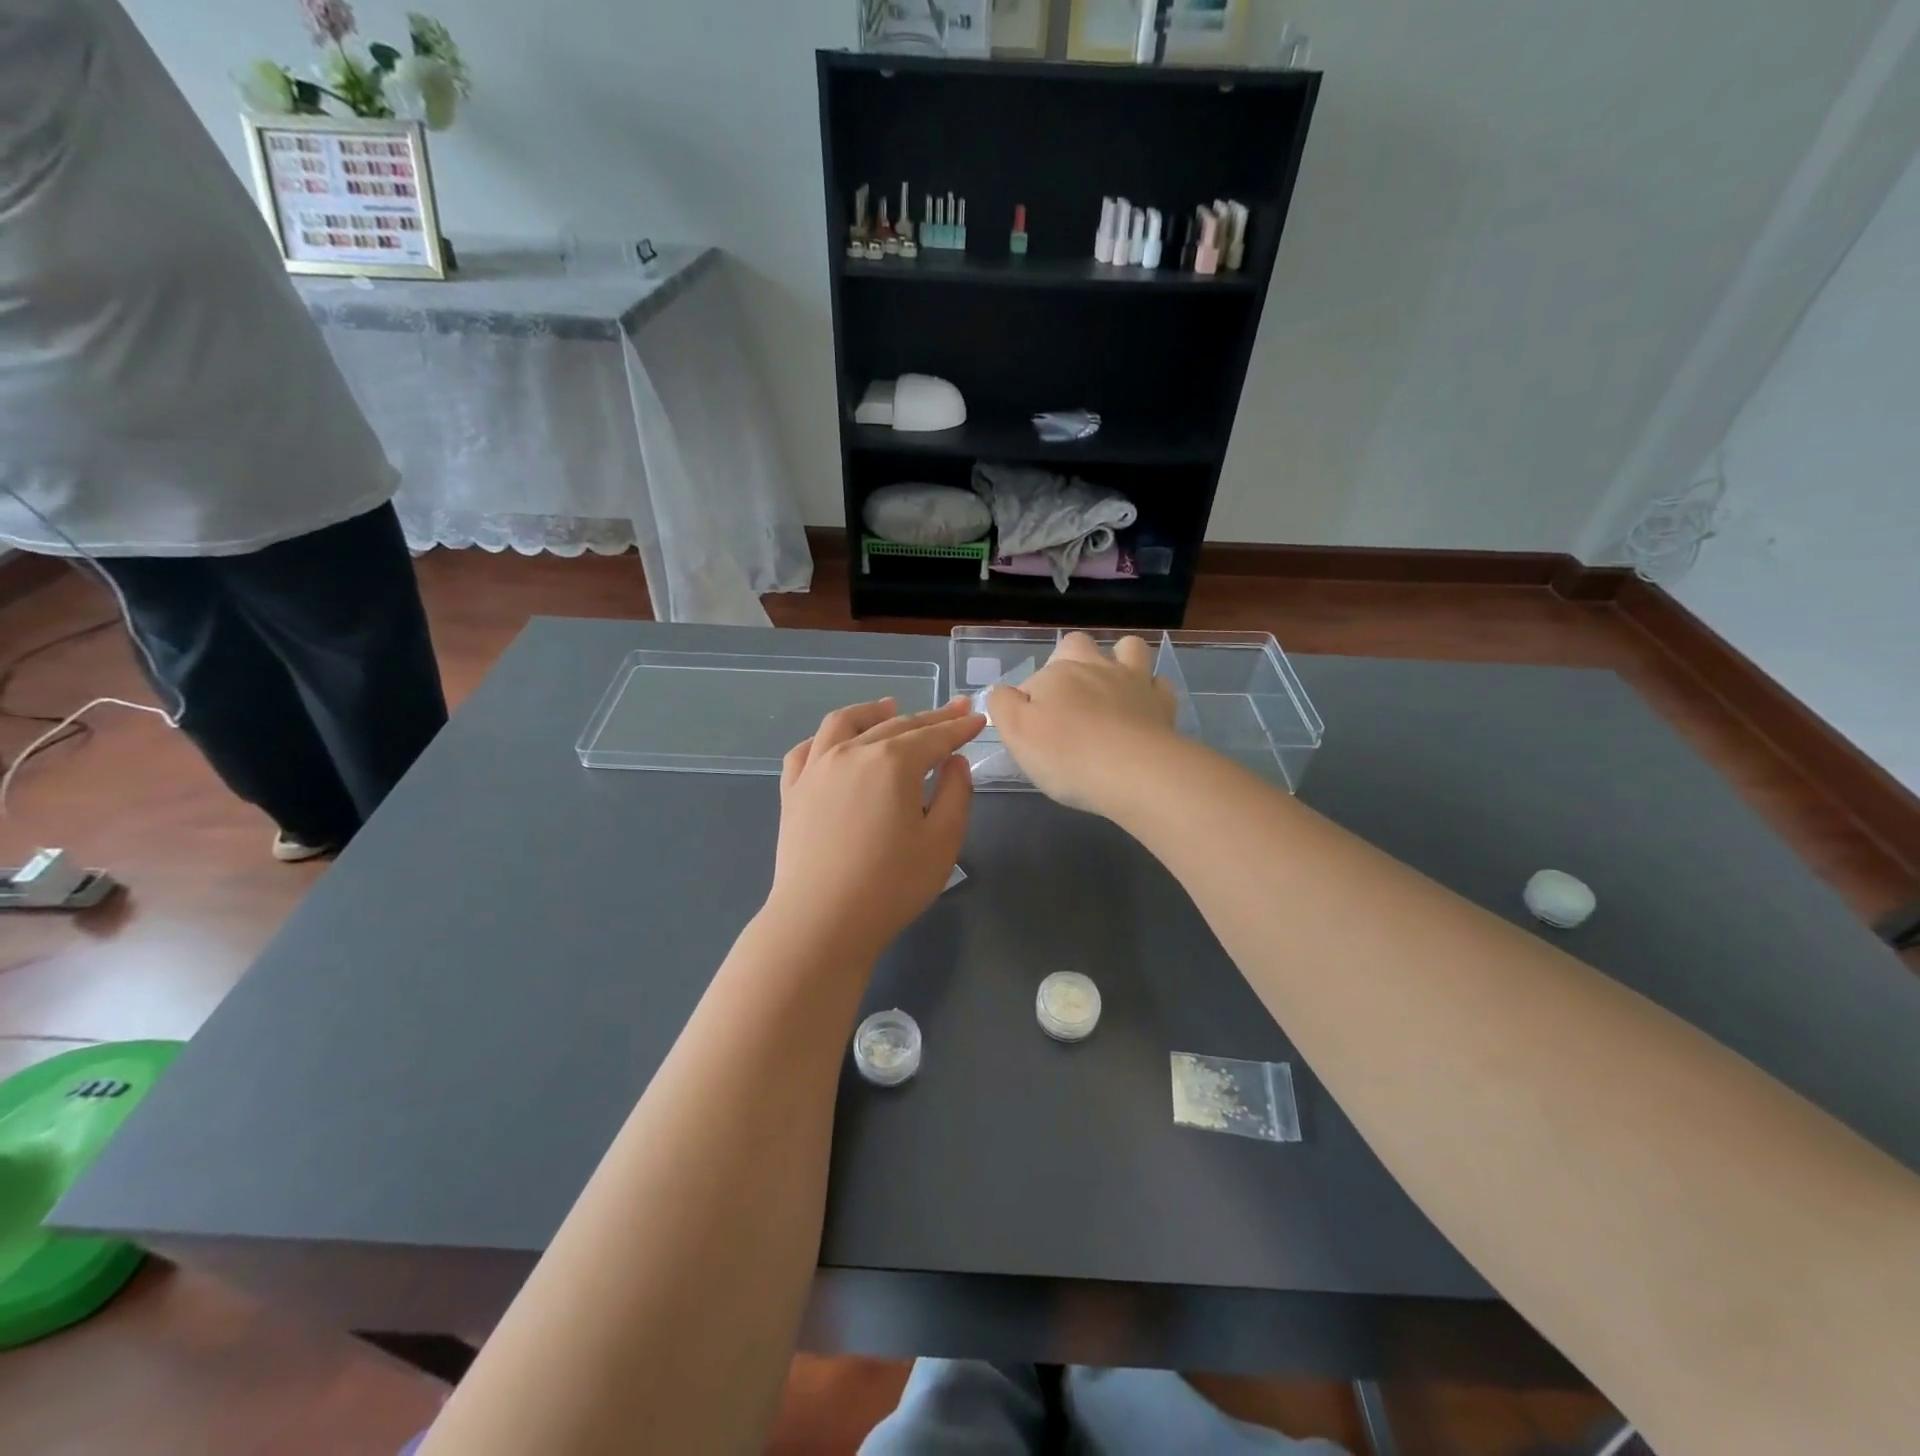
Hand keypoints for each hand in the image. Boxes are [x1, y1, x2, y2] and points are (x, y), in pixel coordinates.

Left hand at [766, 697, 984, 959]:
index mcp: (893, 762)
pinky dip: (826, 738)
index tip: (978, 719)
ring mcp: (816, 768)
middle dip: (930, 717)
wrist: (820, 921)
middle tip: (954, 710)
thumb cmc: (890, 885)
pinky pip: (807, 749)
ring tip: (890, 707)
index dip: (960, 727)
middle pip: (897, 725)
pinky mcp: (792, 791)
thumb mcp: (942, 842)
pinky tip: (836, 743)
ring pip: (845, 723)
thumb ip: (955, 793)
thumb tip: (954, 761)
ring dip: (873, 712)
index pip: (935, 736)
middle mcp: (852, 751)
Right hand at [987, 633, 1179, 815]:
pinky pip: (1158, 684)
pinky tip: (1142, 709)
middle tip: (1066, 700)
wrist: (1134, 772)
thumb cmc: (1067, 755)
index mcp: (1056, 674)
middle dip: (1070, 660)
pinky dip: (1149, 691)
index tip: (1031, 731)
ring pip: (1128, 649)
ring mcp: (1133, 681)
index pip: (1033, 679)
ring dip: (1118, 659)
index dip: (1028, 702)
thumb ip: (1003, 705)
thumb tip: (1005, 692)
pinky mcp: (1162, 704)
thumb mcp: (1016, 732)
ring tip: (1110, 689)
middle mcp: (1094, 667)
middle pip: (1078, 644)